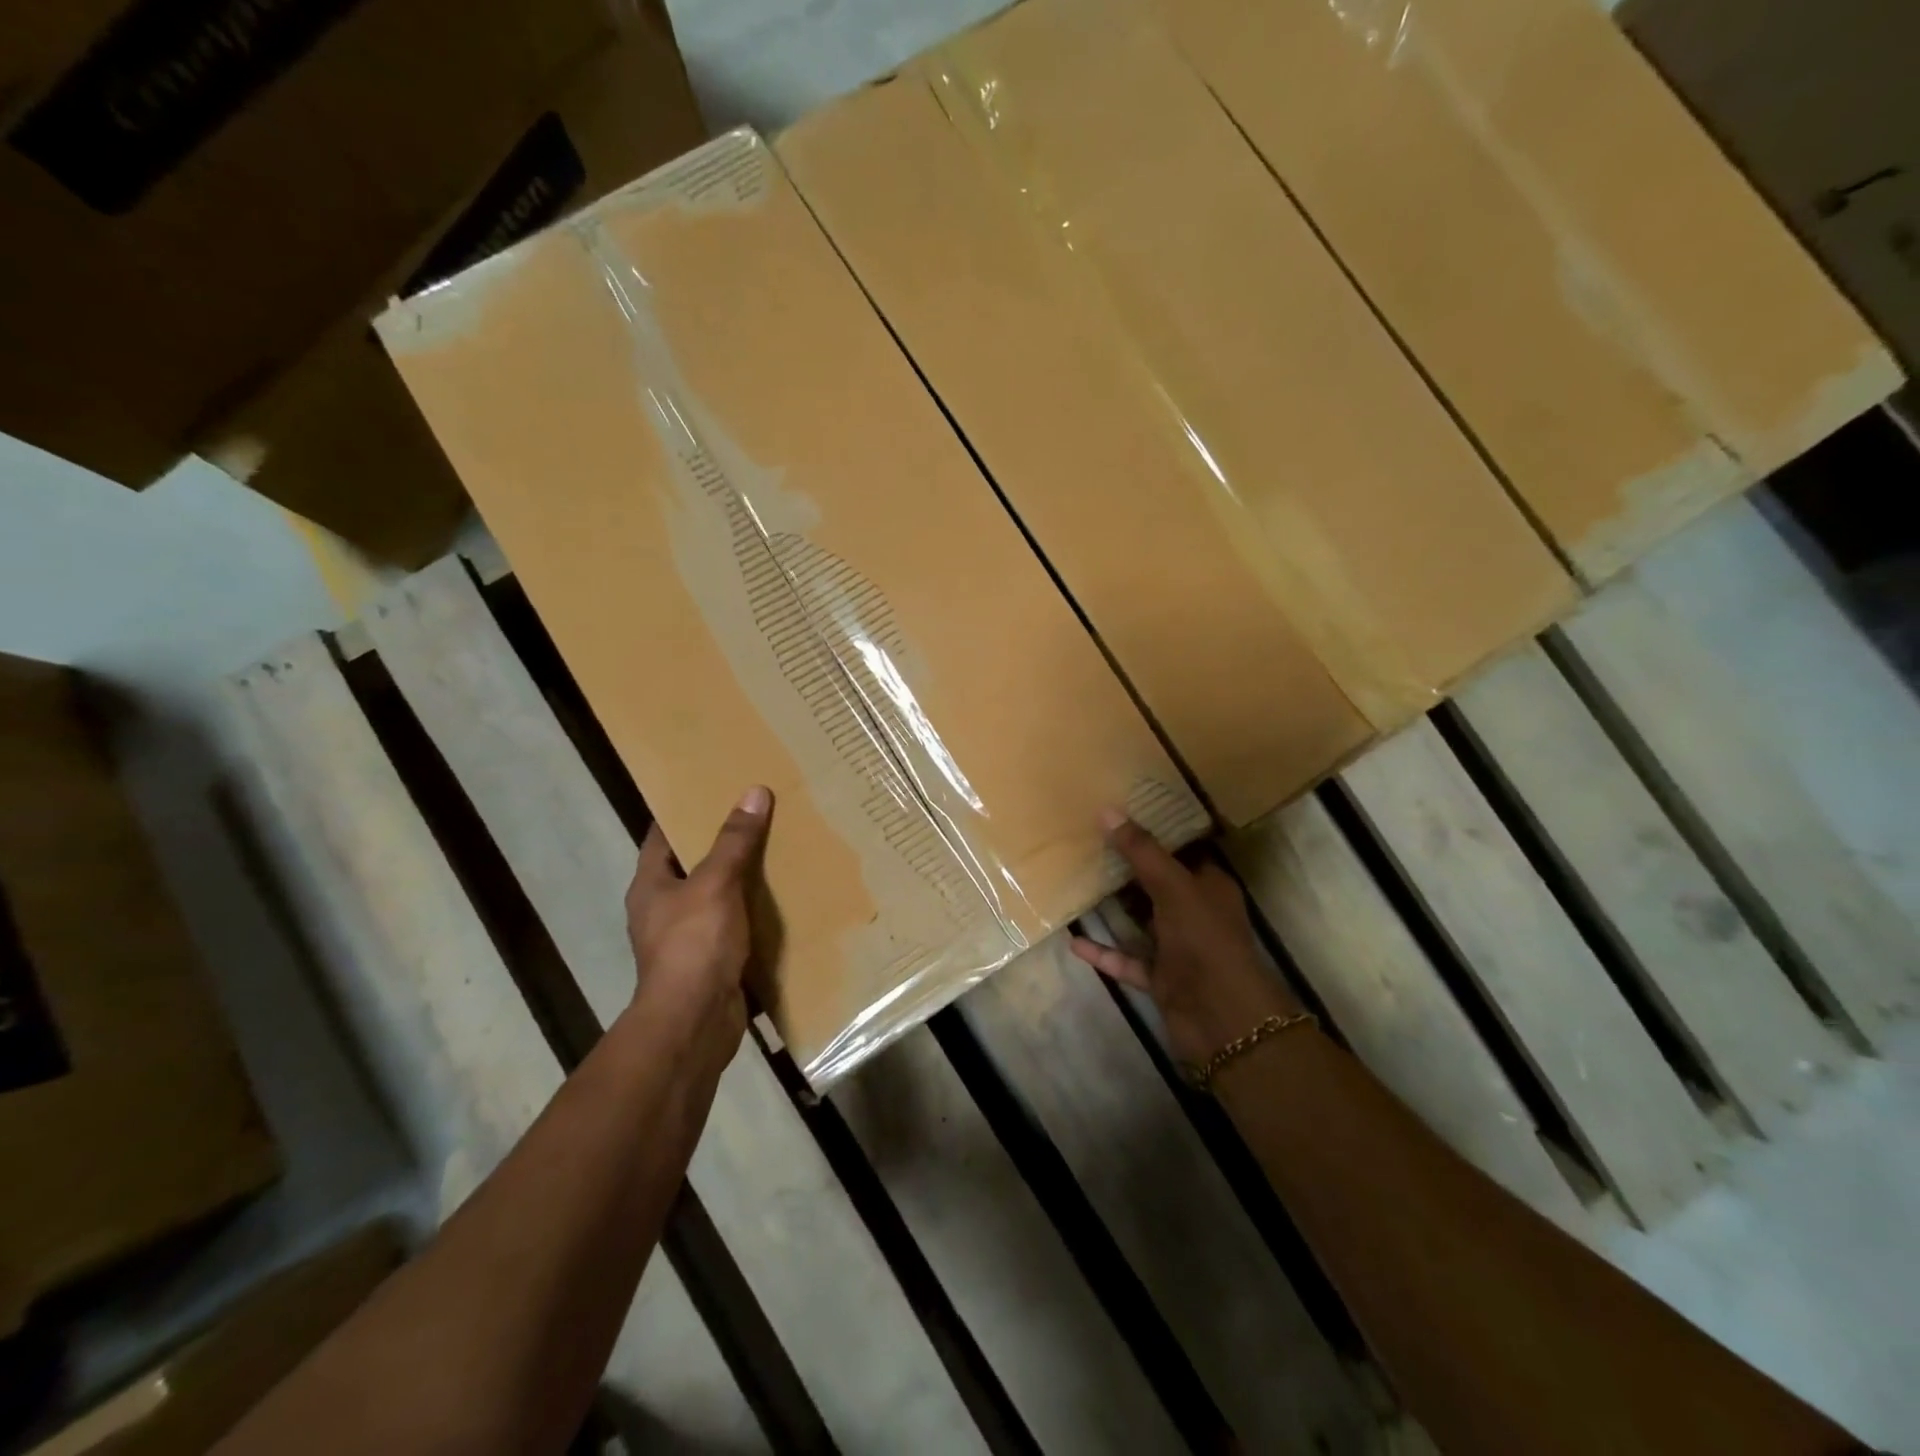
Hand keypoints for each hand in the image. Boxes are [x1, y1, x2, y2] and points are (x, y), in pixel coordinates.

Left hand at [624, 786, 772, 1056]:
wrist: (695, 1021)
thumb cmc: (694, 944)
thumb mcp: (716, 884)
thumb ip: (735, 841)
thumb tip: (754, 792)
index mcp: (651, 885)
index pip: (662, 836)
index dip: (683, 810)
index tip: (714, 788)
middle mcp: (663, 909)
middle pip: (693, 865)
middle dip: (723, 842)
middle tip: (758, 814)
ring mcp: (687, 938)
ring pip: (717, 896)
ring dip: (742, 878)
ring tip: (779, 849)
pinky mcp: (712, 961)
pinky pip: (735, 926)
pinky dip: (754, 913)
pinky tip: (783, 899)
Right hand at [1070, 812, 1301, 1066]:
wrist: (1222, 1019)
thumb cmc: (1205, 941)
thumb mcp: (1174, 887)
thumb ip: (1142, 851)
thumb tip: (1107, 811)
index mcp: (1210, 886)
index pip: (1184, 851)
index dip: (1156, 832)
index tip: (1121, 813)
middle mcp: (1195, 913)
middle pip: (1158, 885)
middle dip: (1127, 868)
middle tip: (1088, 842)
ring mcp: (1178, 948)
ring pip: (1141, 922)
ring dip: (1114, 909)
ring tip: (1078, 883)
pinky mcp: (1161, 978)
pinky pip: (1127, 959)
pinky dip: (1104, 952)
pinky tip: (1074, 941)